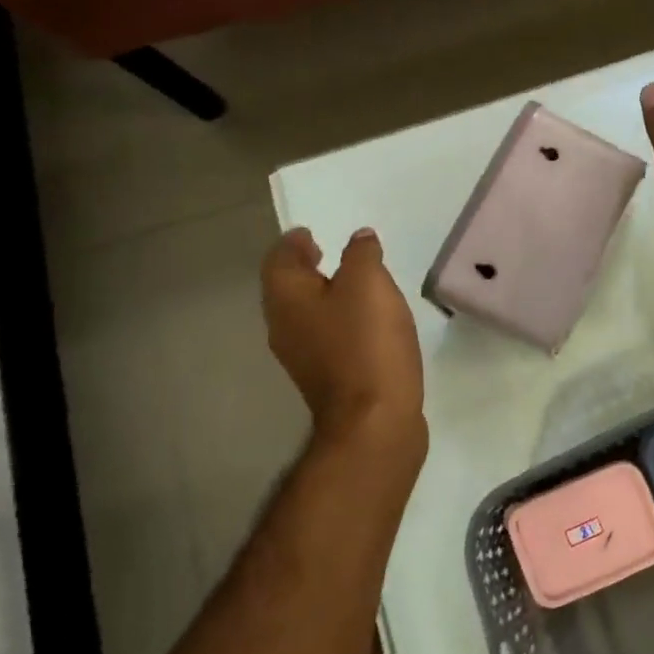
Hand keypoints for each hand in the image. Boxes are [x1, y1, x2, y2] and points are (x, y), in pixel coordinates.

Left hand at [261, 227, 426, 465]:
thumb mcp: (369, 283)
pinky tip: (364, 323)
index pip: (279, 259)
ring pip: (305, 315)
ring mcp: (303, 357)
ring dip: (322, 296)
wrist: (375, 420)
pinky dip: (338, 322)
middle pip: (286, 289)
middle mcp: (284, 327)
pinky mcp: (327, 379)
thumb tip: (358, 239)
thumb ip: (362, 255)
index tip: (310, 233)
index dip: (294, 242)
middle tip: (327, 253)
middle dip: (304, 269)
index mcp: (286, 298)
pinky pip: (325, 338)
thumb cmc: (366, 343)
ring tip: (351, 285)